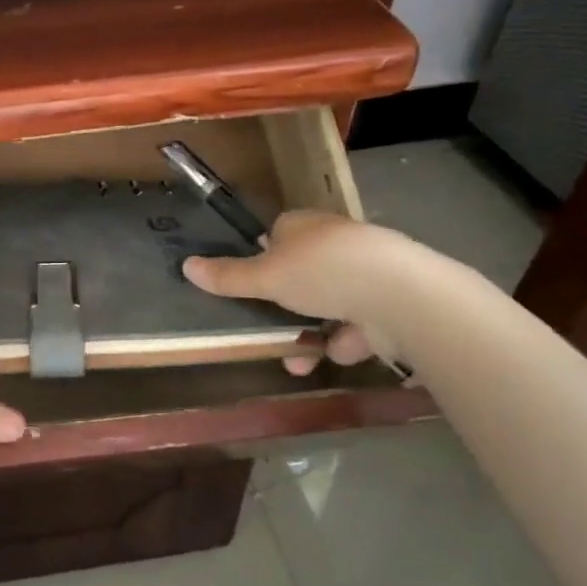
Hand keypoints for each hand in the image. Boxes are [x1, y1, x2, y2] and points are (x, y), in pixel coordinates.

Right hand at [182, 210, 406, 375]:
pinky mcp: (394, 301)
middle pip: (305, 270)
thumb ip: (228, 276)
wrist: (401, 296)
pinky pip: (362, 322)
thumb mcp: (265, 277)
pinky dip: (350, 339)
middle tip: (272, 328)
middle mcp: (338, 242)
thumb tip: (186, 266)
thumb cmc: (322, 273)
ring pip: (333, 301)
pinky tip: (341, 353)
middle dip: (288, 305)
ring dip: (316, 331)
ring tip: (302, 360)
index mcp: (306, 226)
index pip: (280, 231)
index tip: (256, 282)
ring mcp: (370, 271)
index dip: (266, 256)